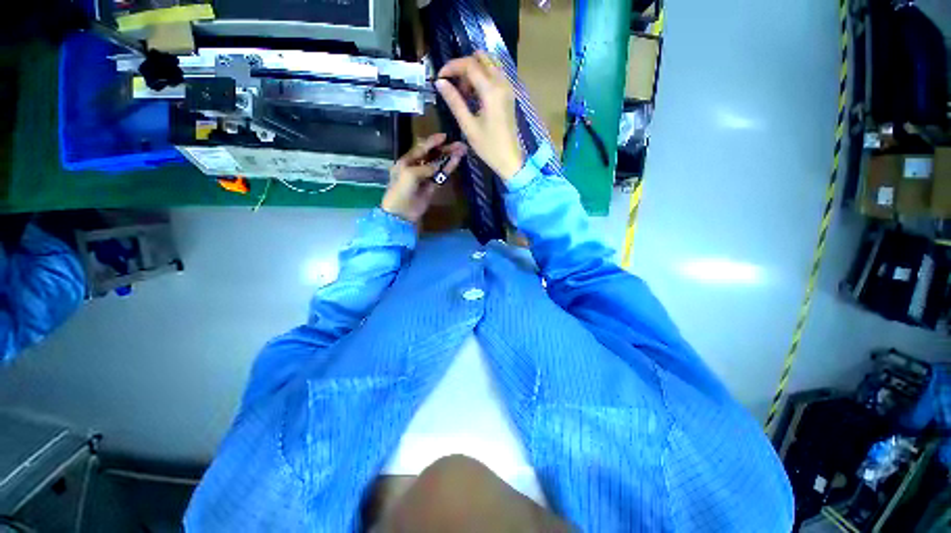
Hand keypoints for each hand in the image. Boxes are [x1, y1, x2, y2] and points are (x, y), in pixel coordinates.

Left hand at [381, 133, 465, 222]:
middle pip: (433, 155)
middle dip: (445, 149)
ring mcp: (425, 177)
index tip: (445, 136)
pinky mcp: (431, 187)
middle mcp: (416, 167)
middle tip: (459, 145)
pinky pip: (441, 176)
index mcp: (407, 161)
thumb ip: (424, 168)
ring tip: (461, 151)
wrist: (401, 212)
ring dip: (449, 158)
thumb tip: (437, 166)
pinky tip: (456, 162)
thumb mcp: (409, 174)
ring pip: (439, 165)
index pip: (421, 148)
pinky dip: (448, 169)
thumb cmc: (401, 190)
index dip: (433, 141)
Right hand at [435, 52, 523, 179]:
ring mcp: (508, 88)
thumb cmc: (488, 147)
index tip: (440, 78)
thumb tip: (440, 83)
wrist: (510, 159)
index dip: (452, 66)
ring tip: (464, 92)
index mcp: (491, 91)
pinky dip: (483, 77)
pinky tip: (475, 96)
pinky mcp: (509, 94)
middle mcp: (502, 83)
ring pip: (489, 64)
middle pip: (481, 58)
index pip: (469, 64)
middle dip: (463, 66)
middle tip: (453, 85)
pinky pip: (495, 75)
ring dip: (474, 71)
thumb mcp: (468, 126)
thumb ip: (455, 102)